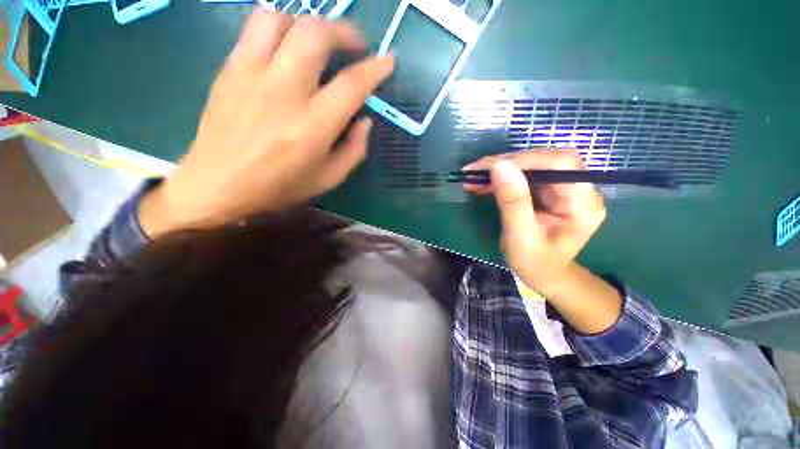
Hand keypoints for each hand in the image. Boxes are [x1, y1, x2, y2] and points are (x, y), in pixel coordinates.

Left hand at [139, 10, 394, 236]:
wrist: (217, 184)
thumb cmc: (279, 186)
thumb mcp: (329, 179)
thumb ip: (354, 150)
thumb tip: (365, 120)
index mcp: (313, 127)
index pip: (351, 85)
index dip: (375, 68)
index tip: (387, 60)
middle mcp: (283, 91)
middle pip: (315, 34)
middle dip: (344, 31)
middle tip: (355, 45)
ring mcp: (251, 73)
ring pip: (282, 19)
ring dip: (308, 25)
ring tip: (318, 44)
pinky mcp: (230, 68)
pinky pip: (255, 28)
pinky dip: (281, 28)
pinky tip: (288, 48)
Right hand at [463, 150, 606, 295]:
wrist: (545, 274)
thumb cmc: (534, 263)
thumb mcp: (520, 237)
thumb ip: (513, 202)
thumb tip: (499, 166)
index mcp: (583, 204)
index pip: (560, 164)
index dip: (524, 160)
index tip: (488, 168)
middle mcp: (581, 189)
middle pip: (546, 160)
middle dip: (507, 163)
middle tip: (475, 171)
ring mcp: (567, 188)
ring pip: (534, 164)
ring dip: (502, 168)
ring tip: (475, 176)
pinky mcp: (552, 190)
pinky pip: (527, 174)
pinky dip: (503, 176)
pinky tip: (485, 182)